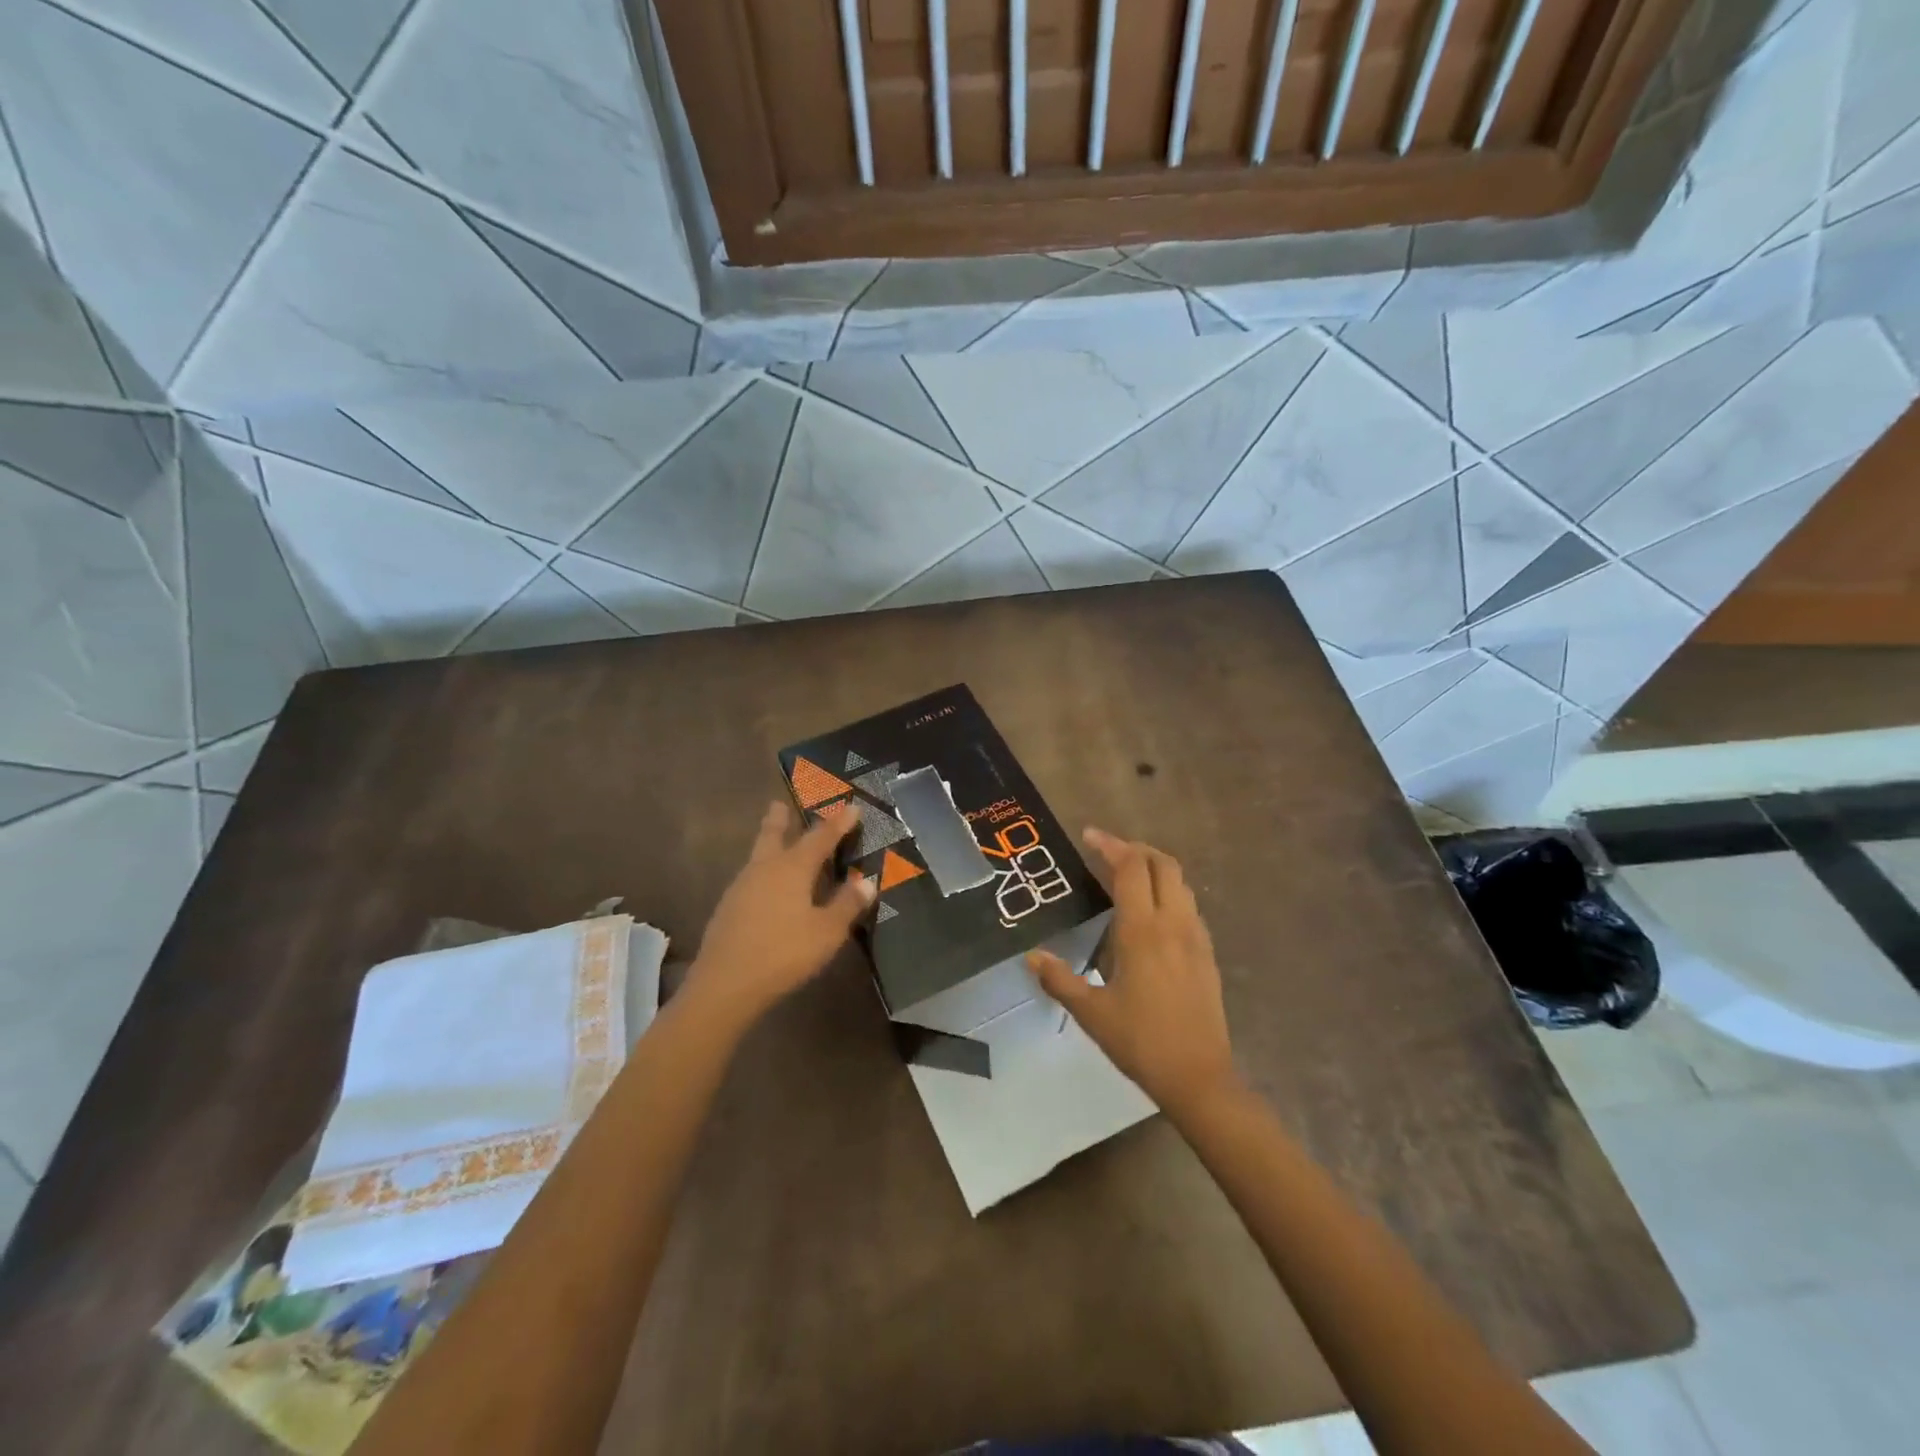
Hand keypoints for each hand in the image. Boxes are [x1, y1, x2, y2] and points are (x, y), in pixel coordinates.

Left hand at [687, 801, 873, 1025]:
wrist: (724, 985)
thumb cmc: (783, 953)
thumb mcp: (827, 932)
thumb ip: (847, 905)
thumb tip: (867, 882)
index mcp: (792, 868)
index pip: (820, 837)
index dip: (838, 823)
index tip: (852, 807)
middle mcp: (765, 868)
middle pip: (773, 834)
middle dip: (780, 818)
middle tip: (780, 803)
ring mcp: (742, 887)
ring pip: (758, 855)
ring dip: (769, 842)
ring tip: (778, 842)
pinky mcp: (728, 908)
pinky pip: (751, 877)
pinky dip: (763, 871)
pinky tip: (767, 887)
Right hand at [1027, 827, 1234, 1113]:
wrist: (1199, 1077)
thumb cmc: (1140, 1041)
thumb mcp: (1091, 1012)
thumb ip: (1059, 978)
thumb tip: (1031, 955)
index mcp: (1142, 931)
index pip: (1130, 868)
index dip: (1110, 845)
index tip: (1089, 835)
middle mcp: (1172, 923)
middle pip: (1162, 864)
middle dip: (1135, 849)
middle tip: (1107, 852)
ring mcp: (1195, 937)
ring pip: (1180, 882)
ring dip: (1155, 867)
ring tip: (1128, 875)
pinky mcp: (1207, 953)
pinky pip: (1189, 905)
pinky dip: (1169, 891)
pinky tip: (1152, 913)